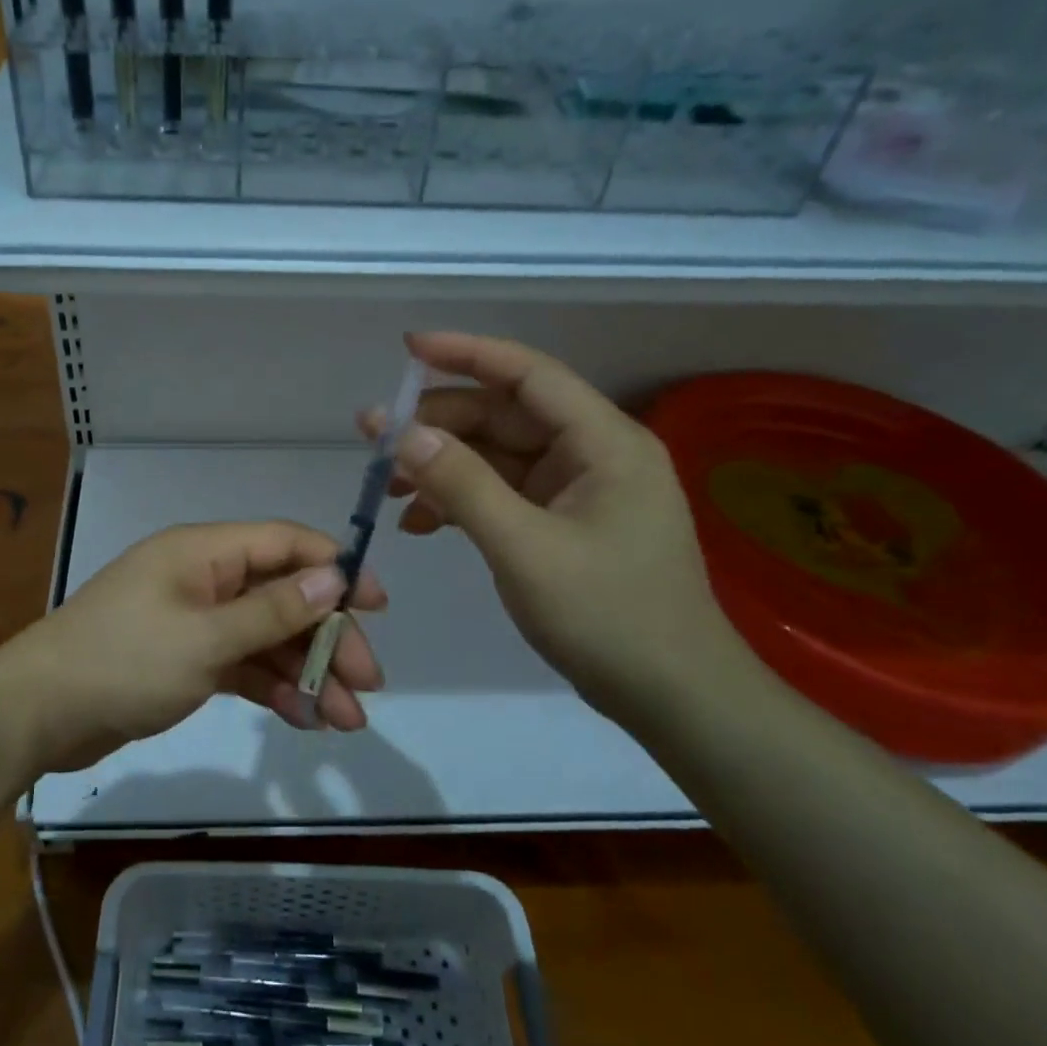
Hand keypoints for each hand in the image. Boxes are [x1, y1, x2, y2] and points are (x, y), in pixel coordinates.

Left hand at [0, 521, 387, 772]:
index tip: (377, 606)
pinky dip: (272, 689)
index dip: (336, 568)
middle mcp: (204, 579)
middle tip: (366, 684)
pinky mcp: (186, 660)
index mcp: (205, 552)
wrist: (40, 713)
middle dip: (326, 638)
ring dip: (305, 672)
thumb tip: (335, 574)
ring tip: (346, 720)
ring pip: (266, 637)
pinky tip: (304, 720)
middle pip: (282, 596)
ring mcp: (195, 621)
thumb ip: (273, 609)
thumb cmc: (124, 661)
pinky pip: (241, 665)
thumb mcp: (206, 637)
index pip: (285, 544)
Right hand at [371, 331, 743, 718]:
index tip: (408, 349)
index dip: (467, 354)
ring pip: (497, 458)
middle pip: (504, 417)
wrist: (673, 696)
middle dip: (438, 425)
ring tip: (386, 488)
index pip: (528, 374)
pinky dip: (462, 502)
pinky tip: (420, 524)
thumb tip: (403, 433)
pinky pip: (504, 495)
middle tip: (374, 440)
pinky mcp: (565, 524)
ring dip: (443, 467)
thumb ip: (463, 485)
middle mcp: (593, 454)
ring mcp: (578, 491)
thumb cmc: (608, 616)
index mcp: (603, 442)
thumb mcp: (524, 549)